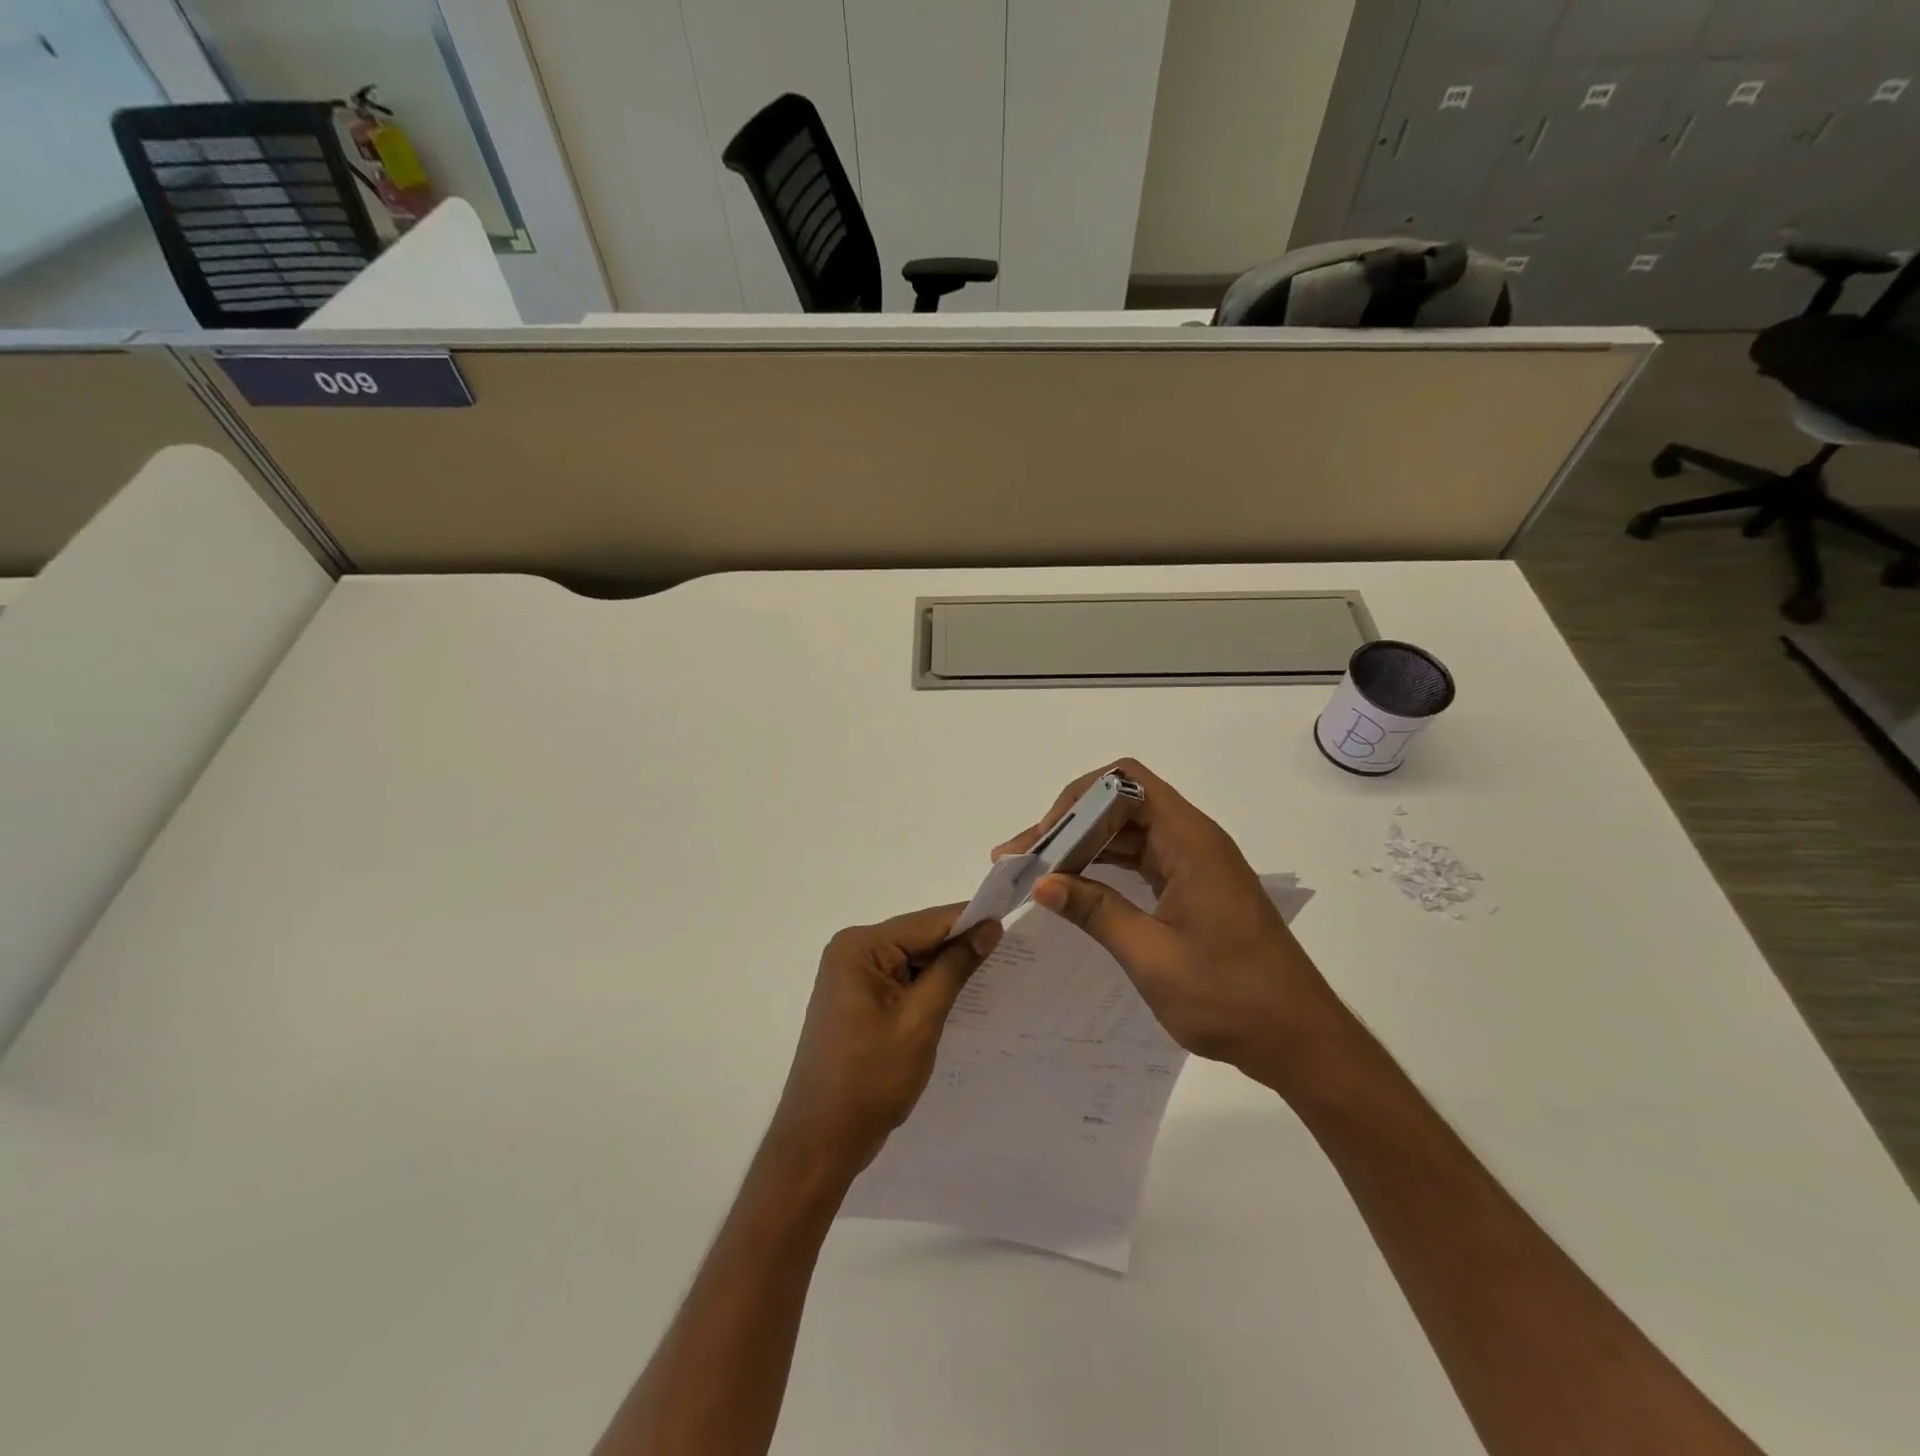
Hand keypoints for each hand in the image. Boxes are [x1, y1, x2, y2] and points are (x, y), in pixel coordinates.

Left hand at [769, 905, 1002, 1177]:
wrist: (820, 1143)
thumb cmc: (869, 1080)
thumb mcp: (920, 1020)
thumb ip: (954, 968)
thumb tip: (989, 927)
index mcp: (860, 947)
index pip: (928, 922)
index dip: (971, 921)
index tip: (1011, 923)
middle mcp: (852, 952)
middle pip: (919, 938)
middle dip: (959, 947)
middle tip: (1009, 952)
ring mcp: (851, 978)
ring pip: (912, 961)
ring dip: (945, 970)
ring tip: (993, 975)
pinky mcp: (856, 1001)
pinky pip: (901, 981)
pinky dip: (927, 988)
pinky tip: (958, 999)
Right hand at [994, 758, 1346, 1088]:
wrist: (1299, 1040)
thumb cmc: (1230, 998)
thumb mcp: (1152, 957)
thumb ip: (1095, 912)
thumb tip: (1041, 883)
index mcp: (1190, 842)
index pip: (1126, 782)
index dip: (1078, 799)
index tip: (1045, 839)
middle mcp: (1193, 841)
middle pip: (1122, 804)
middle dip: (1070, 824)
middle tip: (1025, 858)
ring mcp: (1194, 865)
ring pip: (1128, 833)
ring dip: (1083, 846)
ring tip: (1037, 872)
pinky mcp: (1193, 888)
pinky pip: (1140, 860)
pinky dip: (1104, 868)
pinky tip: (1074, 888)